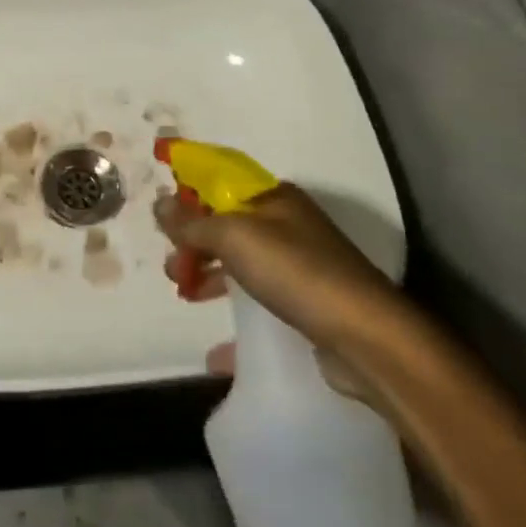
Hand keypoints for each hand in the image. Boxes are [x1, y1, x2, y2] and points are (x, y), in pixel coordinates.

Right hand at [157, 183, 406, 397]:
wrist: (366, 337)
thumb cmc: (296, 272)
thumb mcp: (235, 237)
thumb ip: (193, 222)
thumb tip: (159, 202)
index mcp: (273, 197)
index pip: (220, 180)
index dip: (189, 192)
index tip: (161, 216)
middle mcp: (287, 223)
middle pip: (226, 222)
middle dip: (193, 240)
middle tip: (173, 269)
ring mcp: (299, 263)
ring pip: (240, 258)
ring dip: (208, 272)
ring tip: (185, 294)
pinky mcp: (306, 301)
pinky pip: (258, 296)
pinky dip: (234, 308)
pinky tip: (216, 346)